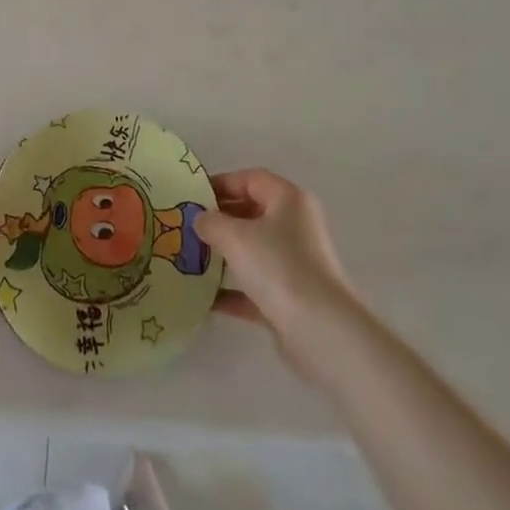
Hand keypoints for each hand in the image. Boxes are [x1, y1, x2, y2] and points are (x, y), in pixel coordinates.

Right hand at [199, 170, 360, 377]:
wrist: (320, 331)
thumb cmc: (278, 267)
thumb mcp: (234, 236)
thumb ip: (211, 222)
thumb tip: (201, 219)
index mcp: (289, 200)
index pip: (251, 179)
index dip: (221, 183)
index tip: (193, 196)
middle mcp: (297, 226)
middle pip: (253, 212)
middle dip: (220, 218)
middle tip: (189, 226)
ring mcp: (296, 263)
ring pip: (254, 249)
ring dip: (225, 254)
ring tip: (192, 257)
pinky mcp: (292, 297)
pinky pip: (256, 285)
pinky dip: (233, 289)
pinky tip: (205, 298)